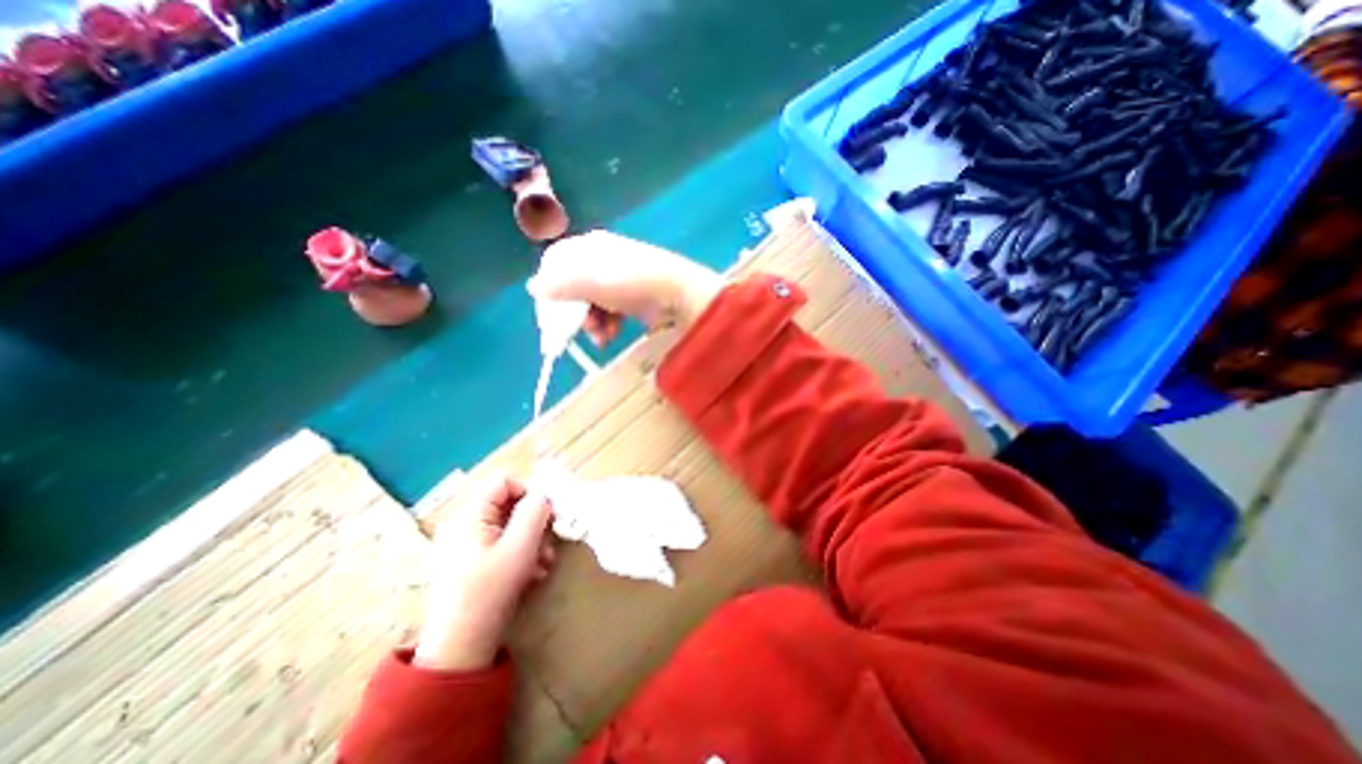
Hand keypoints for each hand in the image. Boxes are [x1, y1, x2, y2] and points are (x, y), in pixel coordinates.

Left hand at [420, 475, 557, 670]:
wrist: (460, 647)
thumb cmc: (490, 591)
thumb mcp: (520, 547)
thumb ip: (535, 513)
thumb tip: (544, 496)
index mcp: (469, 515)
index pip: (504, 481)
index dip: (529, 491)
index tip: (547, 512)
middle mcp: (463, 523)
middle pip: (508, 503)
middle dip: (533, 520)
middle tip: (549, 540)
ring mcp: (465, 543)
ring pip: (508, 524)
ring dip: (531, 538)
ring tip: (544, 561)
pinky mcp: (470, 560)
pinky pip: (501, 542)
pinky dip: (520, 551)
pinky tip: (533, 571)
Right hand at [530, 228, 723, 341]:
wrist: (676, 294)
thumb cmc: (630, 282)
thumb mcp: (589, 281)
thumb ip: (559, 284)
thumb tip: (534, 288)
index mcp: (589, 247)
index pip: (556, 264)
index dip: (550, 288)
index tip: (550, 312)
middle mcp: (602, 260)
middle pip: (574, 287)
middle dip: (573, 312)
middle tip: (577, 330)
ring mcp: (618, 280)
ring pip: (591, 303)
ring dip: (591, 323)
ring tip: (600, 337)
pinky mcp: (631, 298)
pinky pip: (609, 311)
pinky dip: (607, 325)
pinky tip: (611, 335)